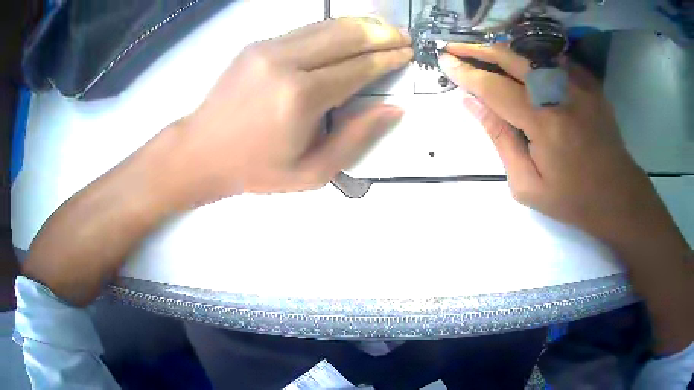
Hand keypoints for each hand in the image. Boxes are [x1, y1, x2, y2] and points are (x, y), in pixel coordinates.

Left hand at [172, 17, 411, 203]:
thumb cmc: (256, 169)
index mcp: (301, 97)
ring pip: (326, 26)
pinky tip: (348, 34)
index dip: (387, 58)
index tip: (408, 53)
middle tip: (404, 37)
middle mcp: (286, 62)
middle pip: (345, 36)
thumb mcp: (312, 171)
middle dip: (381, 34)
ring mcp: (268, 48)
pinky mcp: (257, 45)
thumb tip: (393, 108)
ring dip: (360, 26)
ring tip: (384, 30)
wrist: (201, 151)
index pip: (358, 67)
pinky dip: (333, 29)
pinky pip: (306, 30)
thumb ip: (355, 137)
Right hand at [438, 44, 682, 244]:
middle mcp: (560, 93)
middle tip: (455, 47)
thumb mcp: (527, 185)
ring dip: (503, 53)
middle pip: (510, 58)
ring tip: (484, 55)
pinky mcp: (591, 84)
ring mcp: (579, 84)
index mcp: (542, 122)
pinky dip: (536, 62)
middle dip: (477, 50)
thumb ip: (500, 139)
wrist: (617, 196)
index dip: (465, 72)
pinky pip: (556, 62)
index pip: (493, 87)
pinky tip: (528, 69)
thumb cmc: (572, 199)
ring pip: (531, 54)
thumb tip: (472, 103)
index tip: (444, 61)